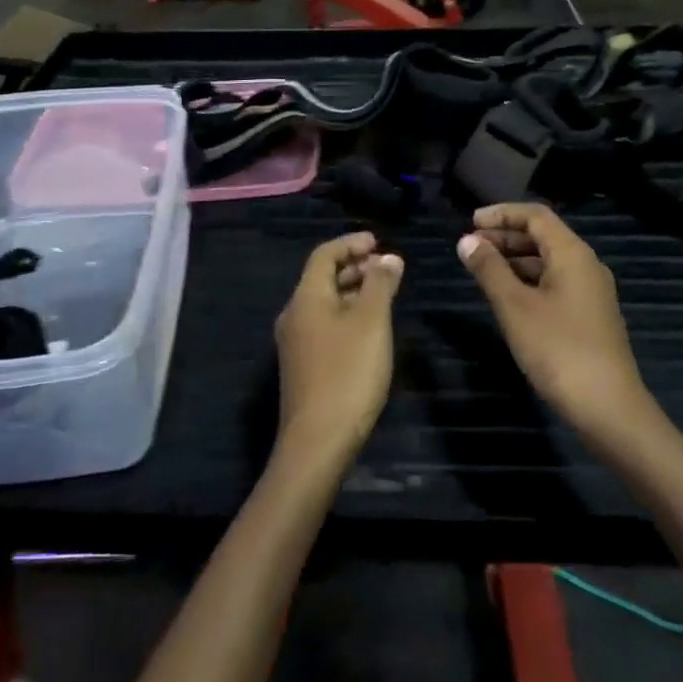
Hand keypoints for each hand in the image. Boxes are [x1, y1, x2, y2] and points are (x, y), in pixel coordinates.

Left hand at [274, 232, 403, 459]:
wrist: (318, 440)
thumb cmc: (348, 372)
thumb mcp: (372, 322)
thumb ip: (380, 285)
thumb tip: (388, 258)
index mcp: (306, 298)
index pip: (324, 254)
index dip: (351, 243)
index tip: (378, 242)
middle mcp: (294, 314)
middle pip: (322, 278)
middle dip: (354, 267)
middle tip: (385, 266)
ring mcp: (296, 342)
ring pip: (325, 303)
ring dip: (352, 291)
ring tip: (384, 293)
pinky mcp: (303, 366)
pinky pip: (324, 325)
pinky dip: (347, 314)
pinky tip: (369, 329)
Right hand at [458, 204, 650, 438]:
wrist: (608, 408)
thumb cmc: (558, 349)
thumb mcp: (514, 306)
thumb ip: (489, 269)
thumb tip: (467, 241)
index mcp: (572, 254)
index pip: (536, 215)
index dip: (501, 214)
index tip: (469, 222)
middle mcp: (586, 265)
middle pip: (543, 236)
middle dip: (505, 236)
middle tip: (470, 247)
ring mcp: (590, 292)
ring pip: (548, 261)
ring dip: (514, 259)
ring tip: (481, 270)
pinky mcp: (589, 316)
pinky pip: (554, 283)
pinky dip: (527, 280)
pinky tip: (507, 297)